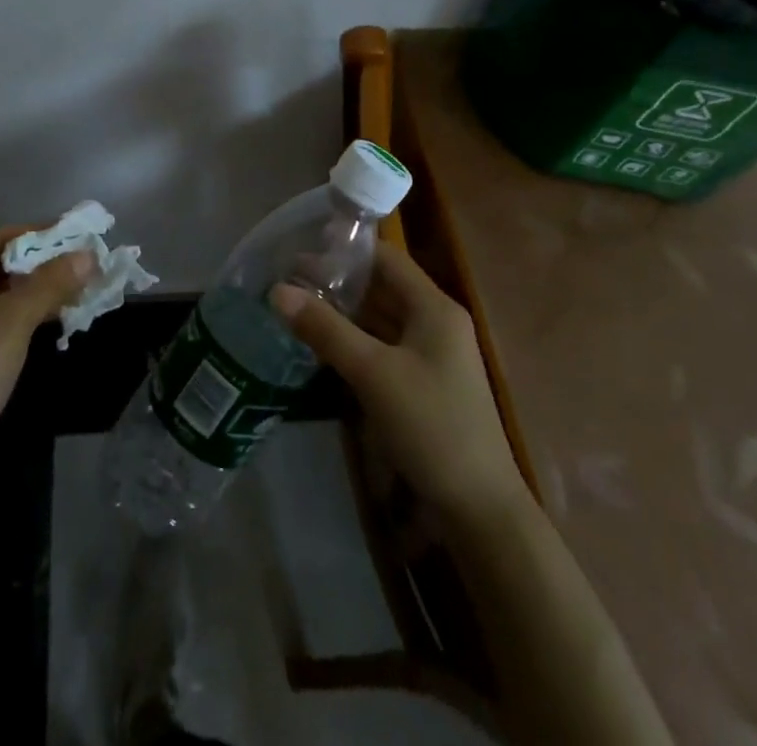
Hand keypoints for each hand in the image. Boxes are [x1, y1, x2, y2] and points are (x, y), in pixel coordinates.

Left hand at [0, 224, 93, 466]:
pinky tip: (49, 316)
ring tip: (70, 286)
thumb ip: (51, 282)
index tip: (70, 235)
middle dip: (35, 263)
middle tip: (74, 261)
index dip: (33, 234)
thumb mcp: (15, 320)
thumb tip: (88, 254)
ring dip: (30, 289)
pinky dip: (17, 313)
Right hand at [272, 244, 523, 522]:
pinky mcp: (421, 383)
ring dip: (342, 311)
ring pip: (380, 318)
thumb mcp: (373, 373)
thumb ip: (325, 329)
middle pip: (381, 287)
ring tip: (296, 305)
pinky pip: (382, 346)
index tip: (302, 247)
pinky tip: (321, 343)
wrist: (479, 509)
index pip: (386, 258)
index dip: (346, 249)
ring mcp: (430, 355)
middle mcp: (435, 322)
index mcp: (434, 307)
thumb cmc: (431, 426)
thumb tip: (277, 290)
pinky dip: (353, 339)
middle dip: (337, 281)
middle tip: (287, 278)